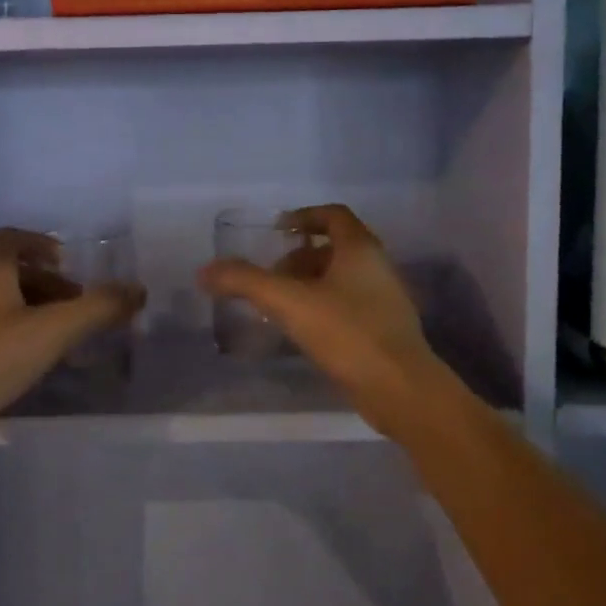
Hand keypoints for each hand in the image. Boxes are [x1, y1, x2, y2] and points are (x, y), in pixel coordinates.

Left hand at [0, 228, 145, 455]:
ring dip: (36, 311)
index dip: (39, 243)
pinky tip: (38, 362)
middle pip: (10, 273)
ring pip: (3, 305)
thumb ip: (98, 308)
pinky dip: (21, 336)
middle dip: (48, 284)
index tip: (67, 262)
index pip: (9, 238)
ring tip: (65, 337)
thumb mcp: (55, 329)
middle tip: (77, 305)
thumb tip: (138, 290)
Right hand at [198, 204, 446, 440]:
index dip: (303, 216)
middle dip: (298, 257)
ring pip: (341, 279)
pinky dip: (322, 308)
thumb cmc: (348, 333)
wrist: (401, 389)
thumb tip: (205, 271)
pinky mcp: (384, 331)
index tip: (277, 231)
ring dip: (309, 284)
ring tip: (279, 306)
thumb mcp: (289, 302)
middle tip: (271, 277)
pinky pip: (348, 306)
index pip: (333, 215)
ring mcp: (385, 300)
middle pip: (334, 248)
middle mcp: (377, 267)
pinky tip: (302, 332)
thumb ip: (246, 282)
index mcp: (360, 249)